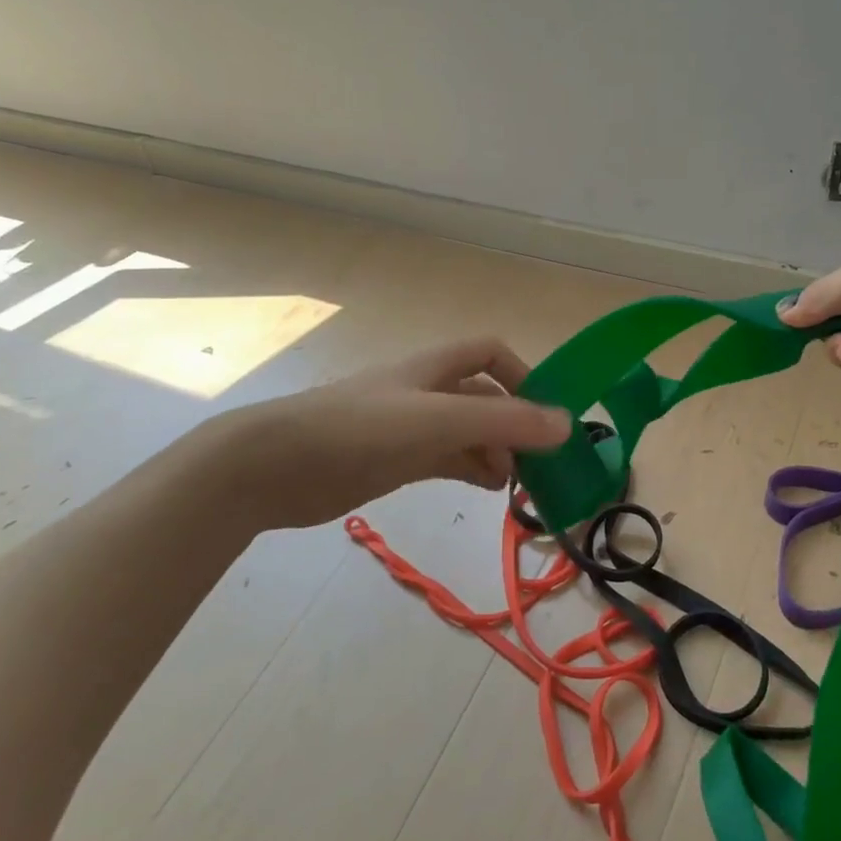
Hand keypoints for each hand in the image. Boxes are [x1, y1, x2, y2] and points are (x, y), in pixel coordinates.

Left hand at [206, 337, 571, 531]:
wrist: (274, 466)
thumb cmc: (358, 429)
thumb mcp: (437, 422)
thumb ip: (503, 423)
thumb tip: (567, 425)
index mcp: (434, 368)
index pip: (490, 352)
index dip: (522, 373)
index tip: (546, 410)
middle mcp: (426, 391)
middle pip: (484, 397)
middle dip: (514, 423)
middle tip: (539, 460)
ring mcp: (410, 427)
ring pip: (468, 432)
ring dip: (497, 451)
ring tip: (517, 482)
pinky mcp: (395, 460)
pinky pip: (448, 459)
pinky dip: (472, 470)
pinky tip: (487, 488)